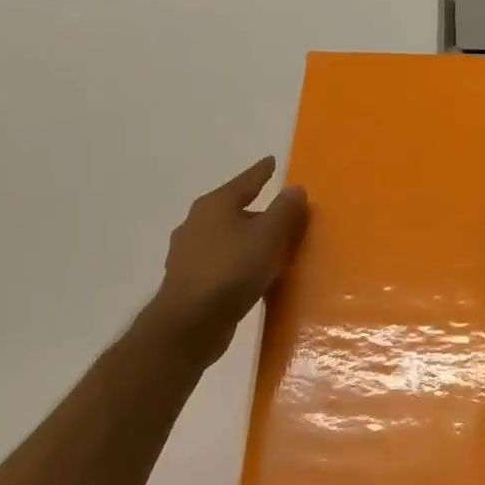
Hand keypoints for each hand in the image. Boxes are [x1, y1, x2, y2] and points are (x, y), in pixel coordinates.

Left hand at [149, 157, 308, 358]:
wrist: (190, 323)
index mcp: (214, 205)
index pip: (245, 181)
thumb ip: (284, 211)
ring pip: (226, 238)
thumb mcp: (268, 236)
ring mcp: (189, 253)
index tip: (272, 162)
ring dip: (247, 239)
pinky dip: (239, 262)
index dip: (261, 172)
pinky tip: (252, 275)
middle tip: (281, 212)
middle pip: (233, 209)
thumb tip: (295, 188)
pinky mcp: (190, 281)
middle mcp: (196, 223)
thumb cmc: (232, 271)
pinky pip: (222, 262)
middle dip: (256, 210)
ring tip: (270, 246)